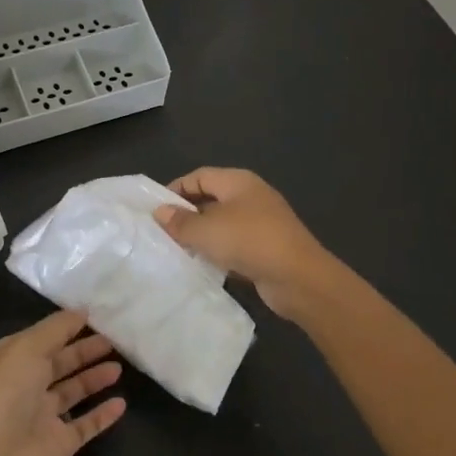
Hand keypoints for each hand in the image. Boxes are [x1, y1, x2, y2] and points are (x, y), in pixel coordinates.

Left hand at [0, 310, 126, 455]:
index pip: (45, 337)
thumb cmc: (6, 395)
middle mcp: (28, 385)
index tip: (97, 314)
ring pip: (74, 391)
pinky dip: (103, 414)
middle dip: (85, 350)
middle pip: (61, 362)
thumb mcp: (27, 348)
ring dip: (95, 378)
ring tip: (119, 366)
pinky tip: (122, 403)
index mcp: (14, 360)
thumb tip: (81, 311)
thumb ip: (56, 329)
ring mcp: (44, 416)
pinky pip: (86, 424)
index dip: (68, 326)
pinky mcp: (60, 444)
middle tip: (114, 339)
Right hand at [154, 167, 335, 319]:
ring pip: (222, 224)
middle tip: (162, 231)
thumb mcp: (207, 231)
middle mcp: (251, 197)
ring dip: (202, 236)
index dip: (176, 189)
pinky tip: (203, 266)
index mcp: (238, 181)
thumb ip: (180, 222)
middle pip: (211, 199)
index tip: (155, 208)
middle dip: (187, 214)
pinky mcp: (267, 248)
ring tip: (177, 250)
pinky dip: (218, 252)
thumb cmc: (250, 242)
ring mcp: (262, 223)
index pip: (199, 176)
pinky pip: (235, 244)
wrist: (299, 278)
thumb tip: (160, 212)